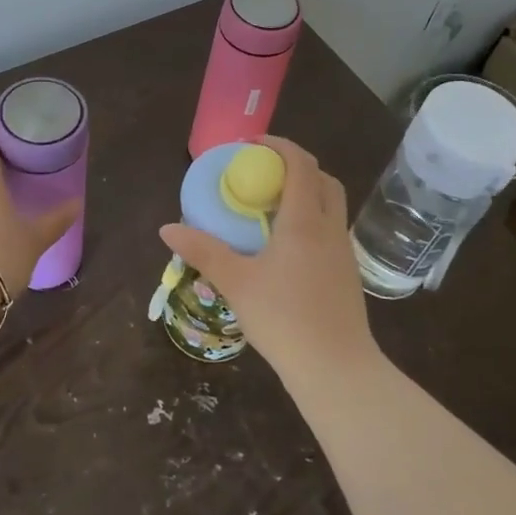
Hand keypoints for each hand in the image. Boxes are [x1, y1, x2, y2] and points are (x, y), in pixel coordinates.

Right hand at [159, 137, 374, 380]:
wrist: (336, 369)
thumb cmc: (284, 319)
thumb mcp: (236, 282)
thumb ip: (203, 251)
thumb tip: (167, 228)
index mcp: (305, 221)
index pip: (300, 164)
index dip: (279, 146)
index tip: (252, 146)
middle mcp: (330, 228)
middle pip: (322, 179)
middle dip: (294, 167)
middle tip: (262, 175)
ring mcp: (343, 251)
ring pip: (331, 205)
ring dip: (306, 193)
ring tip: (270, 209)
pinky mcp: (348, 273)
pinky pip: (331, 229)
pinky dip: (312, 219)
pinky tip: (287, 247)